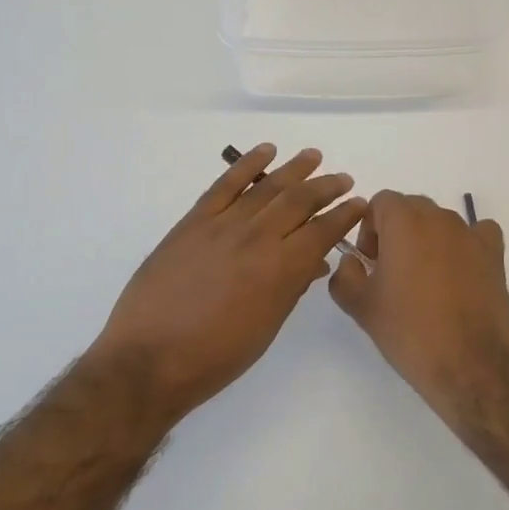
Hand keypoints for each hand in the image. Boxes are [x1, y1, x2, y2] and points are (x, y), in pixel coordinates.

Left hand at [87, 145, 366, 416]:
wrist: (149, 358)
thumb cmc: (215, 356)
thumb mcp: (266, 328)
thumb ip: (292, 288)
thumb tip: (314, 262)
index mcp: (280, 270)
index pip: (322, 232)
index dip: (344, 215)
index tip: (359, 204)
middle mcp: (256, 239)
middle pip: (299, 201)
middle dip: (326, 187)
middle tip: (343, 179)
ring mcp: (222, 226)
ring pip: (266, 187)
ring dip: (294, 169)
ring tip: (313, 156)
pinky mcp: (193, 222)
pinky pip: (224, 184)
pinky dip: (246, 164)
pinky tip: (265, 151)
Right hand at [328, 190, 508, 405]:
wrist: (468, 365)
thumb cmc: (408, 331)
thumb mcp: (361, 306)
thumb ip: (345, 274)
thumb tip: (353, 261)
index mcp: (404, 222)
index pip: (381, 202)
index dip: (370, 228)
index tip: (370, 261)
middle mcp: (440, 218)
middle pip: (411, 208)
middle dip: (397, 231)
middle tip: (392, 272)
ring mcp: (471, 235)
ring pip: (441, 222)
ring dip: (428, 240)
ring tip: (425, 281)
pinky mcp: (495, 255)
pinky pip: (477, 234)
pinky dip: (465, 245)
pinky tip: (460, 272)